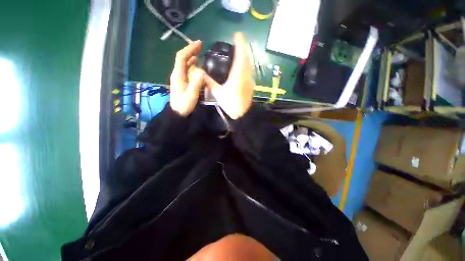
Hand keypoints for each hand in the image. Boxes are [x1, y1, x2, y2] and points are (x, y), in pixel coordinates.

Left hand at [170, 40, 204, 116]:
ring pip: (184, 63)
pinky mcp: (181, 82)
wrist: (177, 113)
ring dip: (191, 57)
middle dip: (191, 50)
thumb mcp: (192, 95)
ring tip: (199, 53)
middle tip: (201, 46)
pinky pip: (186, 70)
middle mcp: (177, 73)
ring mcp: (179, 77)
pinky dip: (191, 65)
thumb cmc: (184, 105)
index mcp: (178, 75)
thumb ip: (196, 83)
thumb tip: (202, 72)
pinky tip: (197, 65)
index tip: (199, 44)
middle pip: (182, 58)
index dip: (190, 49)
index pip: (181, 57)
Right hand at [205, 33, 254, 119]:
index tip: (237, 35)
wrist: (243, 114)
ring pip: (249, 63)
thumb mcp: (218, 93)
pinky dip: (246, 64)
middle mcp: (246, 74)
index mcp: (238, 74)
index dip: (240, 43)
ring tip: (239, 52)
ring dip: (245, 56)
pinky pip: (250, 70)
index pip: (240, 54)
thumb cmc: (231, 103)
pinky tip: (241, 67)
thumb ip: (209, 82)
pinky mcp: (251, 84)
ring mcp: (250, 79)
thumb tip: (200, 73)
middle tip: (237, 43)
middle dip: (243, 47)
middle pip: (247, 57)